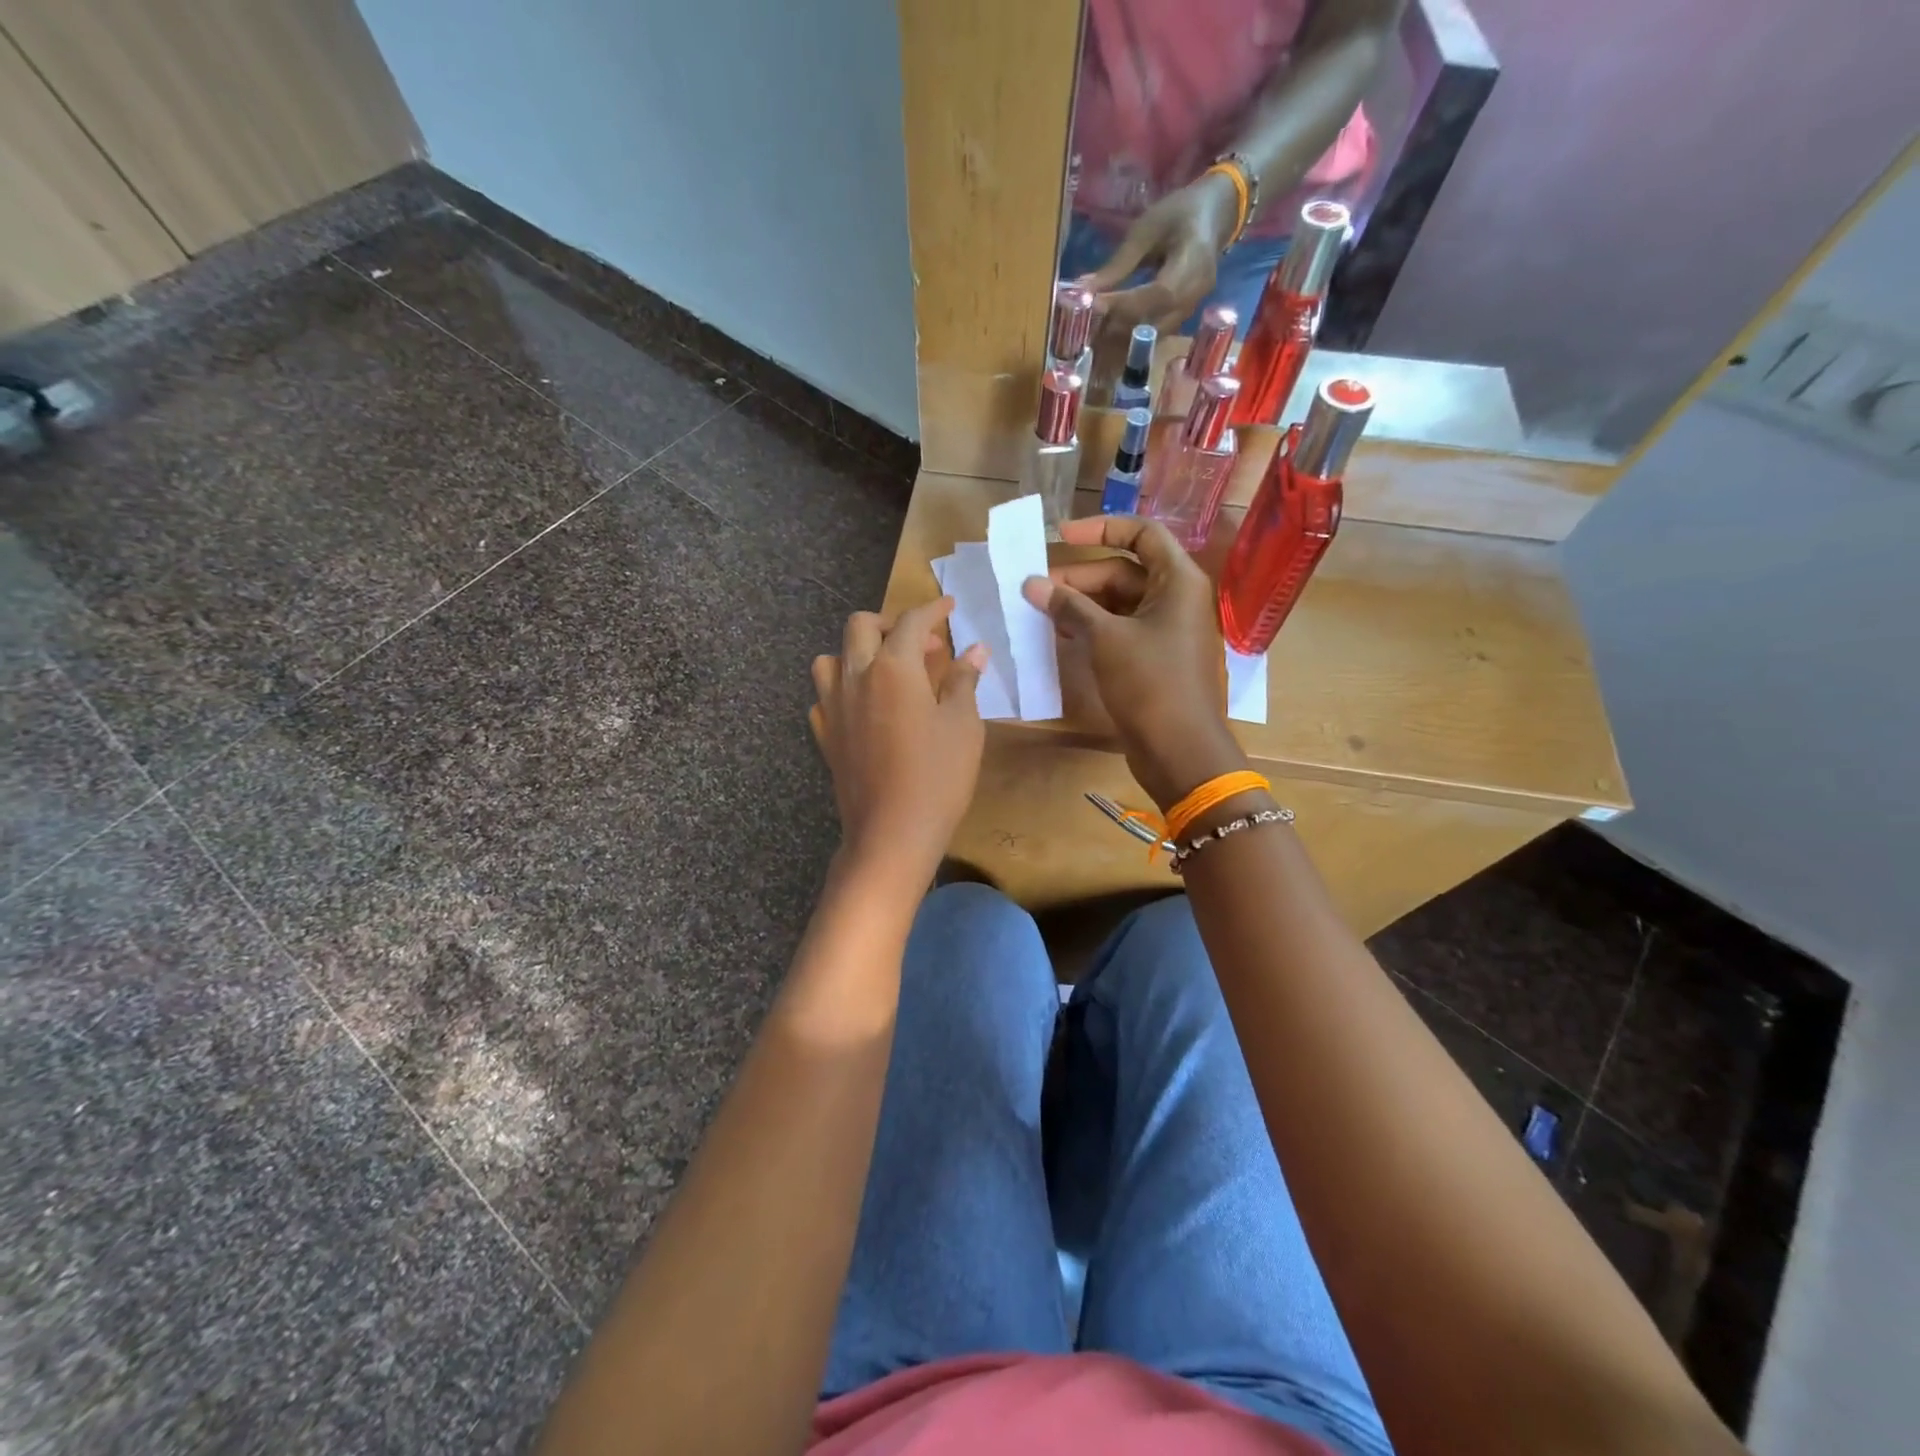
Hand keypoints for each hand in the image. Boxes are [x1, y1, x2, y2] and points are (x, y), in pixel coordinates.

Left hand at [809, 598, 986, 879]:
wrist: (891, 833)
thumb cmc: (938, 777)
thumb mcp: (963, 726)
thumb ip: (963, 681)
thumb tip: (975, 650)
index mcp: (893, 668)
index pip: (911, 622)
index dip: (933, 610)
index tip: (949, 606)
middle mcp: (856, 677)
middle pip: (860, 626)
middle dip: (890, 623)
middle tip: (919, 642)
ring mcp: (833, 707)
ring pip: (831, 658)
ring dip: (857, 652)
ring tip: (884, 669)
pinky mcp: (824, 736)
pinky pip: (824, 697)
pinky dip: (842, 689)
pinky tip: (862, 706)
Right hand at [1022, 516, 1246, 810]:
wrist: (1180, 750)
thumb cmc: (1149, 683)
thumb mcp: (1105, 638)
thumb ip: (1069, 606)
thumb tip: (1031, 584)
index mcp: (1178, 580)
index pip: (1141, 534)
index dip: (1101, 528)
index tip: (1060, 536)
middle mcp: (1175, 599)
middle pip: (1124, 571)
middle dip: (1079, 578)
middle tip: (1036, 589)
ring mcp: (1166, 631)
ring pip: (1118, 603)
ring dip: (1081, 605)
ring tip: (1041, 612)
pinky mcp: (1154, 658)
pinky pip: (1120, 630)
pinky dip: (1092, 628)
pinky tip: (1060, 634)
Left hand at [1084, 170, 1240, 339]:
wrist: (1215, 215)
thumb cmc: (1180, 213)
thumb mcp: (1147, 229)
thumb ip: (1118, 264)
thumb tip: (1083, 290)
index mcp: (1193, 262)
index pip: (1158, 294)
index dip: (1125, 304)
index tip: (1093, 305)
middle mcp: (1195, 294)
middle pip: (1154, 323)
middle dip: (1117, 328)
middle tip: (1084, 326)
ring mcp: (1191, 310)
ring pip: (1152, 337)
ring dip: (1120, 339)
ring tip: (1091, 334)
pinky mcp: (1182, 319)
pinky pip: (1154, 336)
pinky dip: (1130, 339)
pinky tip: (1108, 335)